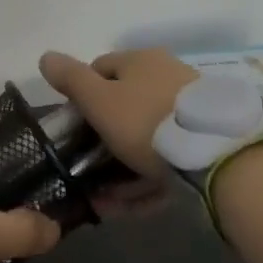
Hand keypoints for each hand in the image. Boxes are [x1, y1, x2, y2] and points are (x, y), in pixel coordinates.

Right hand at [38, 49, 199, 220]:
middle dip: (101, 141)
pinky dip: (146, 182)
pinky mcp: (203, 143)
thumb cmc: (146, 120)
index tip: (73, 127)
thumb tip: (46, 56)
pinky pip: (166, 161)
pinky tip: (130, 206)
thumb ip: (70, 79)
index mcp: (141, 61)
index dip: (81, 95)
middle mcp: (166, 78)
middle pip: (123, 107)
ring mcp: (188, 111)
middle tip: (86, 169)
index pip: (100, 69)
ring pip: (144, 139)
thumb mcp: (99, 100)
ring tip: (104, 201)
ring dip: (120, 170)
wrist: (216, 154)